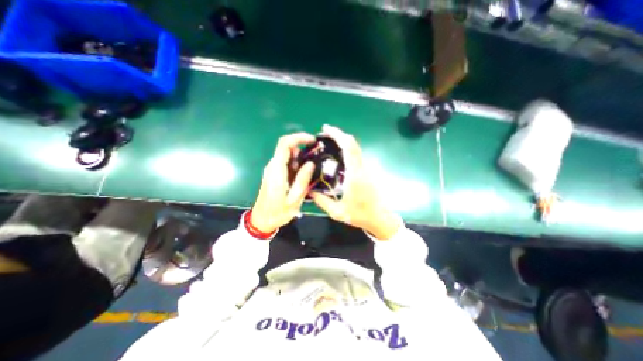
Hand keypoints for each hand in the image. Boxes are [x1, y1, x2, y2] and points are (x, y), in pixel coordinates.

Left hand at [251, 134, 315, 232]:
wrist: (262, 220)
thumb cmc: (278, 212)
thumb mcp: (294, 199)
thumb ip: (302, 180)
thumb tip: (311, 163)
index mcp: (276, 170)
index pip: (285, 144)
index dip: (299, 138)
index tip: (313, 141)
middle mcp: (273, 166)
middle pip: (287, 148)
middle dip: (303, 148)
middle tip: (318, 156)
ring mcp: (273, 170)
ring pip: (288, 155)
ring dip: (301, 158)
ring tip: (314, 167)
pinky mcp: (275, 174)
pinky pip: (287, 163)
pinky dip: (298, 164)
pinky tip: (306, 173)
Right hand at [312, 123, 400, 239]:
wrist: (380, 218)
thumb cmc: (360, 215)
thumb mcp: (338, 212)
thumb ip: (322, 201)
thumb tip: (309, 190)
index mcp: (355, 175)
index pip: (349, 148)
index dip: (338, 135)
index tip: (326, 129)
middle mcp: (361, 168)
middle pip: (353, 143)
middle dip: (338, 134)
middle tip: (324, 134)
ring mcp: (366, 169)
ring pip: (355, 148)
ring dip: (343, 141)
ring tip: (328, 142)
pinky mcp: (366, 171)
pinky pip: (356, 155)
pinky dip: (346, 149)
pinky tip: (337, 154)